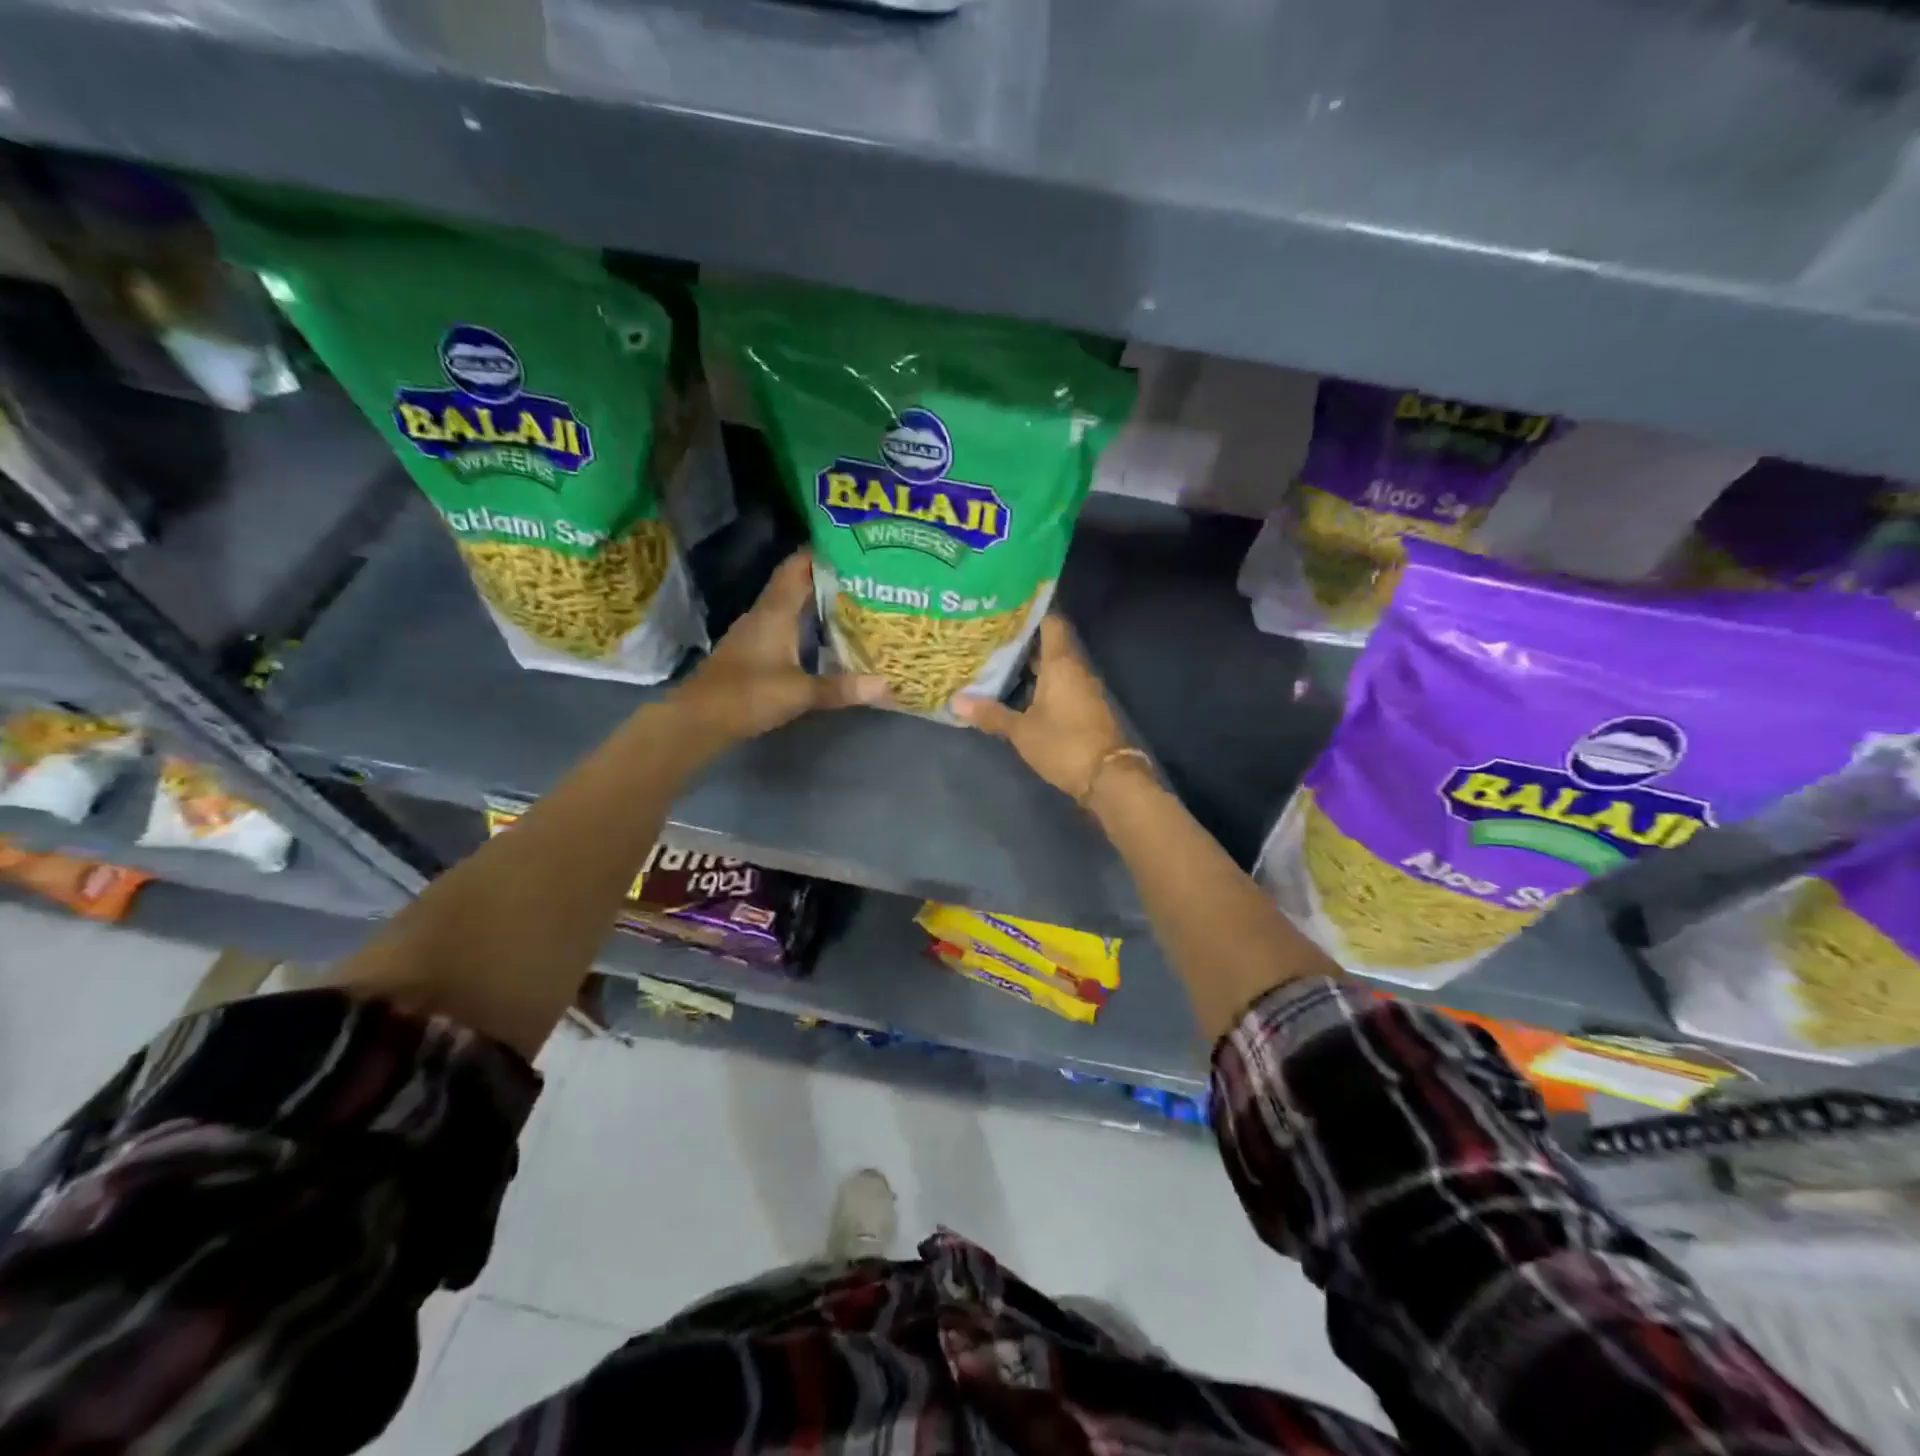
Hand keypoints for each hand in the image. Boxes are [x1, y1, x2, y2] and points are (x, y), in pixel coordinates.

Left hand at [673, 550, 887, 742]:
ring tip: (852, 602)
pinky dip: (805, 625)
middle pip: (796, 585)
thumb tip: (886, 685)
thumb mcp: (800, 693)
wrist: (699, 720)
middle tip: (864, 575)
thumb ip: (841, 688)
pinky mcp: (752, 653)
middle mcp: (764, 615)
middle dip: (827, 578)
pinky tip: (825, 637)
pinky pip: (784, 627)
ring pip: (789, 607)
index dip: (820, 552)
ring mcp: (755, 633)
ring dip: (816, 602)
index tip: (851, 545)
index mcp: (774, 612)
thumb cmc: (747, 695)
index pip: (797, 568)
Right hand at [952, 615, 1128, 799]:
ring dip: (1030, 665)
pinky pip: (1060, 685)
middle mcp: (1075, 669)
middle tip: (990, 638)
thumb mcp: (1022, 731)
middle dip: (1022, 641)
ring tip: (997, 662)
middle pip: (1049, 644)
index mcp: (1061, 663)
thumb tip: (956, 701)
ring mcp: (1082, 689)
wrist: (1108, 776)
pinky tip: (1018, 692)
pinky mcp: (1085, 708)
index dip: (1030, 613)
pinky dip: (1040, 684)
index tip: (1004, 610)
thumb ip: (991, 714)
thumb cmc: (1064, 744)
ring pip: (1054, 667)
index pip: (1051, 622)